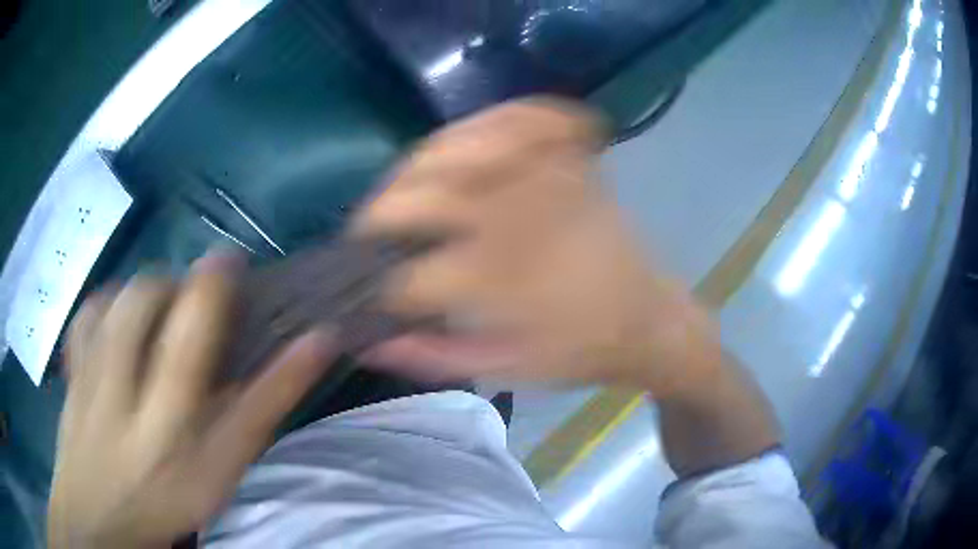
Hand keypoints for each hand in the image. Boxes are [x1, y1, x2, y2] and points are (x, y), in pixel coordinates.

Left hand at [48, 255, 337, 547]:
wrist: (100, 516)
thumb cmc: (169, 498)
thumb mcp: (226, 467)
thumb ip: (264, 407)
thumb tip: (317, 343)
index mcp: (170, 426)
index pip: (193, 341)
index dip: (214, 287)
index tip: (232, 261)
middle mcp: (124, 395)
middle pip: (145, 304)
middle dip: (174, 284)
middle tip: (190, 300)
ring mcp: (90, 379)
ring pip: (113, 302)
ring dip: (142, 291)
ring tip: (157, 312)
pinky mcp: (72, 372)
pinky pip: (84, 318)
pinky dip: (104, 305)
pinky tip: (116, 321)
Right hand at [356, 98, 712, 390]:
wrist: (649, 319)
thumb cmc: (581, 350)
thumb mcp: (507, 369)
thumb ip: (433, 357)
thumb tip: (369, 344)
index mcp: (498, 283)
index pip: (408, 273)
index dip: (378, 280)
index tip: (371, 284)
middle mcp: (515, 218)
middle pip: (419, 195)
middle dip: (380, 212)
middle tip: (372, 228)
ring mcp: (546, 178)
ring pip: (457, 145)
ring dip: (418, 163)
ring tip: (407, 186)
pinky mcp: (571, 160)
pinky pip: (524, 115)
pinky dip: (492, 116)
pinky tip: (473, 136)